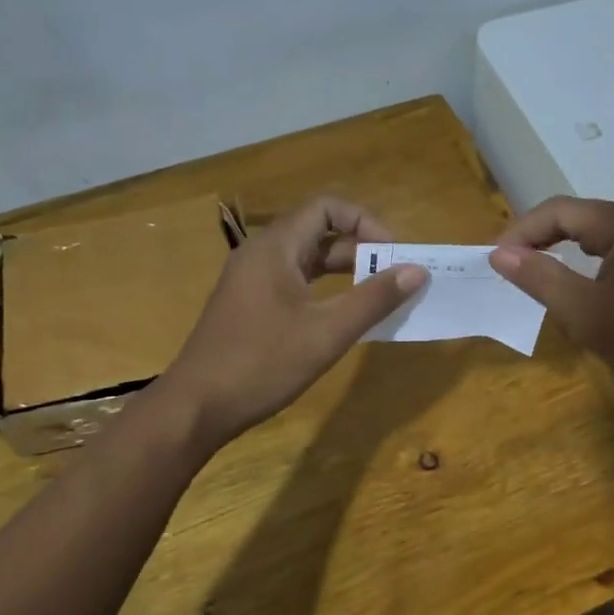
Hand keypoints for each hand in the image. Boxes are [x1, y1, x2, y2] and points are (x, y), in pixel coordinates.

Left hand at [161, 196, 424, 445]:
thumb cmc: (263, 363)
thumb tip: (416, 271)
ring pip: (306, 260)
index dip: (364, 221)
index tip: (392, 253)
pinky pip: (294, 283)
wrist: (196, 407)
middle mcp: (260, 255)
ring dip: (343, 271)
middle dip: (360, 248)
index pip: (326, 207)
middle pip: (317, 232)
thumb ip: (374, 299)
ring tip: (376, 295)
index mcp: (275, 248)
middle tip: (393, 276)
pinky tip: (342, 317)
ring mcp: (251, 281)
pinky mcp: (249, 306)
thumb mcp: (327, 332)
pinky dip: (323, 290)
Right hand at [490, 196, 613, 409]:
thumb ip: (539, 278)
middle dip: (542, 237)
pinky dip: (594, 260)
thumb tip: (500, 254)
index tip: (495, 260)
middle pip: (582, 216)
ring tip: (539, 271)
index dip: (522, 231)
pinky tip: (584, 282)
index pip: (560, 210)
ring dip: (567, 248)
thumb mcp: (583, 313)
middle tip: (511, 265)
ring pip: (603, 232)